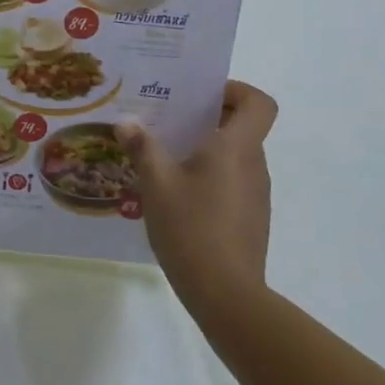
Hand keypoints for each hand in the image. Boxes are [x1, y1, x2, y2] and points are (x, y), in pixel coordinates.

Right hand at [117, 81, 277, 309]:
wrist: (226, 294)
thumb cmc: (192, 227)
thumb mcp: (156, 183)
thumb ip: (142, 148)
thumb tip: (126, 122)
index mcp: (236, 148)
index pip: (258, 103)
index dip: (236, 90)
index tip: (202, 96)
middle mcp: (253, 165)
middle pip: (243, 127)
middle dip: (207, 119)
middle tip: (167, 122)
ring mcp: (256, 194)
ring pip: (235, 157)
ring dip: (205, 150)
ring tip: (164, 159)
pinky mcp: (250, 219)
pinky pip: (232, 182)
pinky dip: (209, 178)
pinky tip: (176, 197)